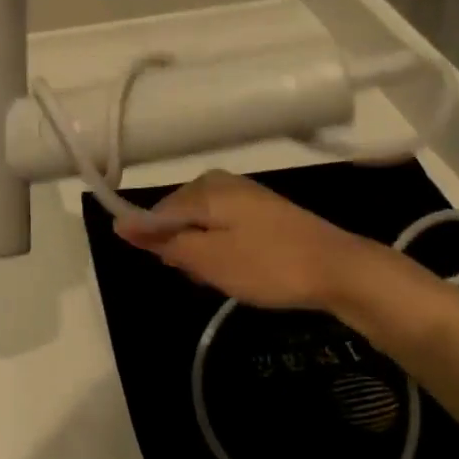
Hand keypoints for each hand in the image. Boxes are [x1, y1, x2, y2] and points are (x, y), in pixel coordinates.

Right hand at [114, 170, 374, 311]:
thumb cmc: (268, 265)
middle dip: (185, 250)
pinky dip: (226, 250)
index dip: (158, 245)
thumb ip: (165, 240)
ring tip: (228, 277)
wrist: (338, 268)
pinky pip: (225, 227)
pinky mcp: (262, 210)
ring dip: (206, 254)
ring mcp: (245, 194)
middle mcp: (221, 181)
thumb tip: (120, 223)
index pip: (157, 212)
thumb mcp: (209, 259)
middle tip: (208, 277)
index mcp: (205, 188)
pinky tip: (242, 270)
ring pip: (203, 225)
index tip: (180, 271)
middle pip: (180, 217)